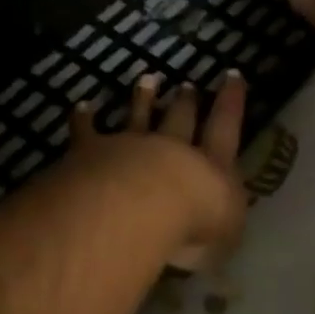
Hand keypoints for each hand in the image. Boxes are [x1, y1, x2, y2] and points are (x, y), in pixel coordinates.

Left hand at [70, 72, 247, 271]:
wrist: (141, 205)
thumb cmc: (193, 225)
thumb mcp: (224, 237)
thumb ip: (220, 228)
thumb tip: (217, 228)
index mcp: (210, 168)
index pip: (225, 129)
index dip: (231, 103)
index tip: (232, 76)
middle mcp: (170, 149)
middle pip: (179, 119)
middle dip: (185, 102)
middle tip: (188, 85)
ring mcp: (129, 146)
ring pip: (137, 117)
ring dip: (142, 99)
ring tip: (147, 79)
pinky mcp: (93, 151)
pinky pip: (87, 131)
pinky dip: (84, 118)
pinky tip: (82, 106)